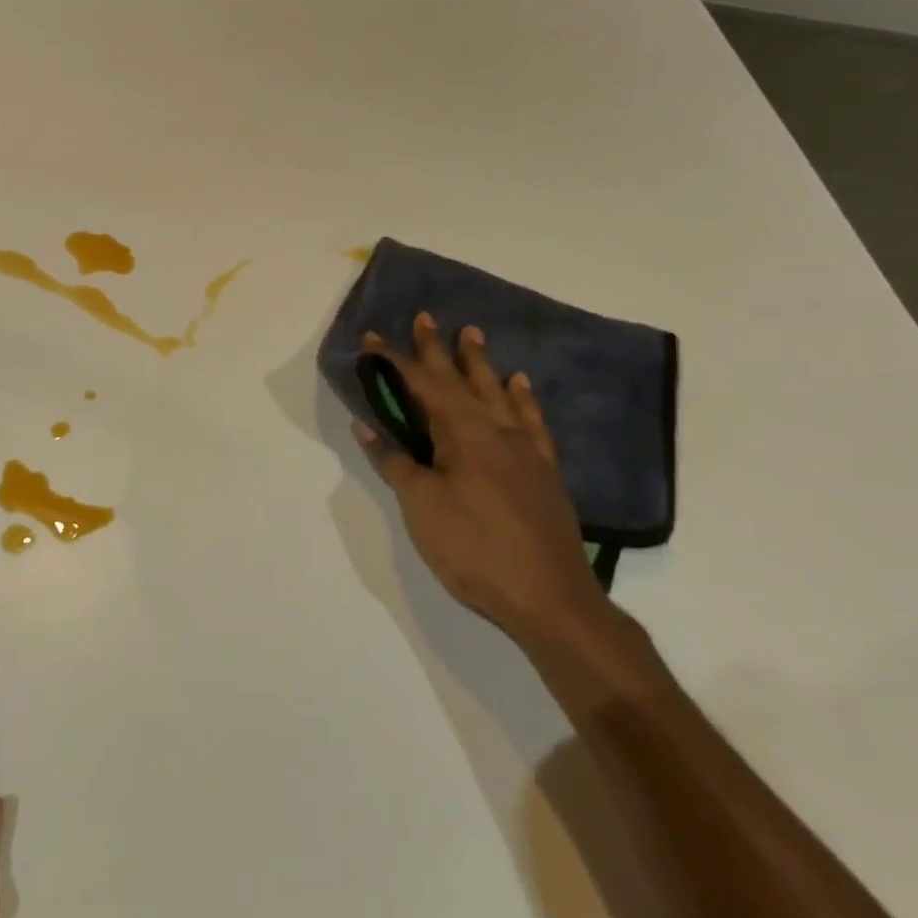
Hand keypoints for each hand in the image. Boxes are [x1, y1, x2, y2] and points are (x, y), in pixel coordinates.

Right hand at [354, 313, 607, 647]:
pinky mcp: (544, 470)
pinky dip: (522, 398)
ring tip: (472, 334)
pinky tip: (520, 385)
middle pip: (460, 379)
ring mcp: (524, 448)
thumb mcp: (421, 506)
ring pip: (497, 392)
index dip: (393, 361)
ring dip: (480, 362)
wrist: (551, 599)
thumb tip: (367, 425)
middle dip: (437, 349)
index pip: (420, 385)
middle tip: (426, 318)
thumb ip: (395, 462)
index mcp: (462, 433)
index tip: (372, 339)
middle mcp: (495, 429)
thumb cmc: (474, 549)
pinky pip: (531, 421)